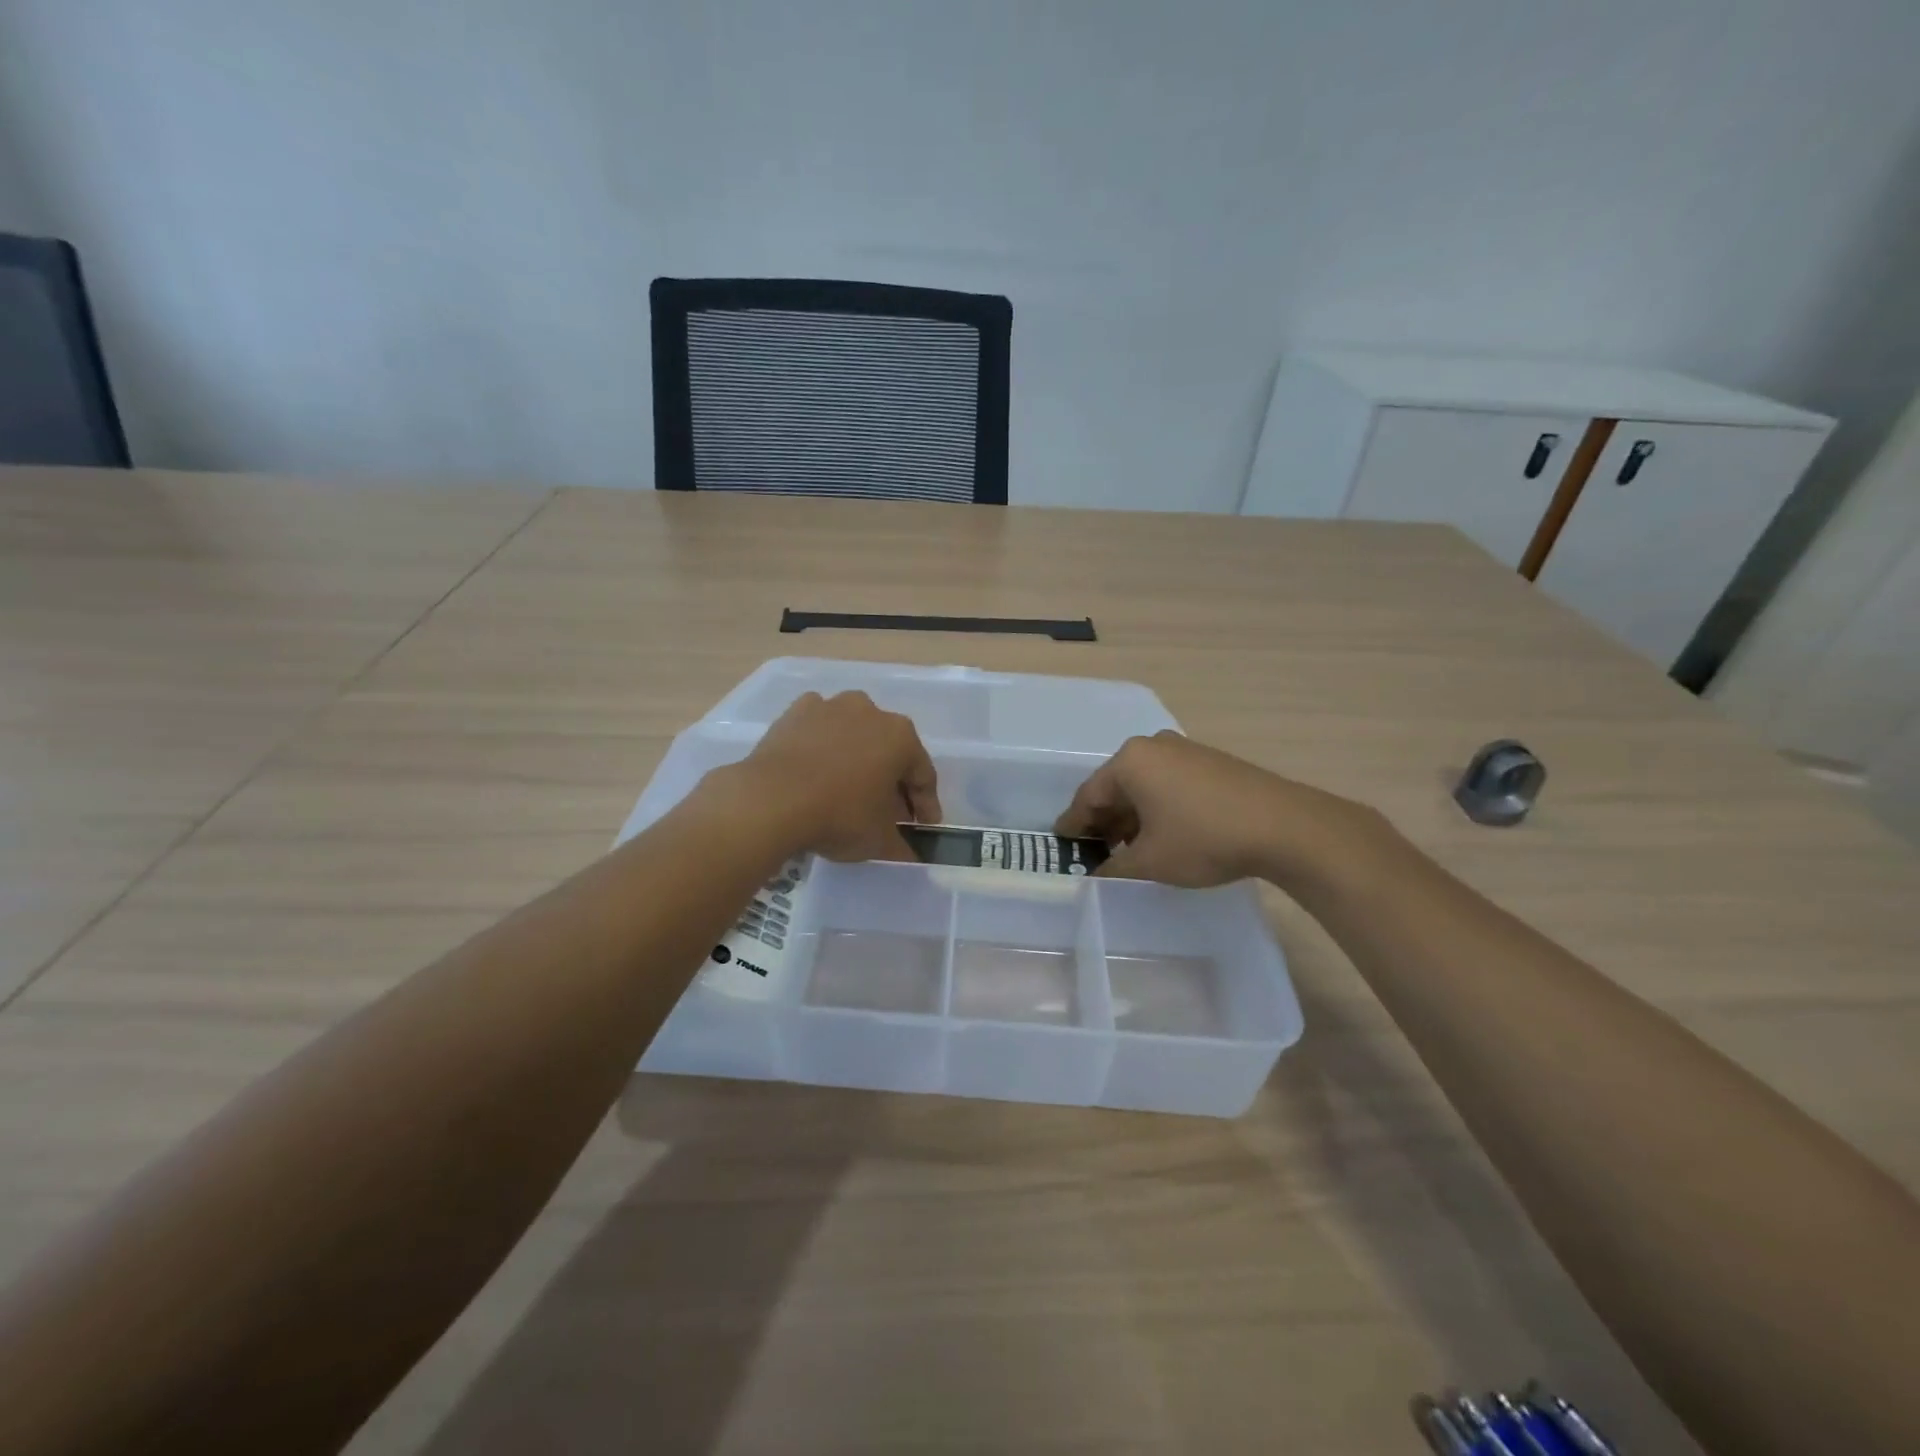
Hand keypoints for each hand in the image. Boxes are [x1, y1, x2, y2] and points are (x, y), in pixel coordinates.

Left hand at [728, 691, 941, 861]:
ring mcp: (830, 707)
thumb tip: (908, 855)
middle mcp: (870, 711)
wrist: (771, 799)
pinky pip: (818, 731)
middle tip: (887, 812)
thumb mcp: (878, 841)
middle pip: (889, 751)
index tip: (923, 827)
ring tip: (848, 790)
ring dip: (856, 759)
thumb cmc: (839, 815)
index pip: (923, 775)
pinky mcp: (794, 712)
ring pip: (853, 735)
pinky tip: (815, 771)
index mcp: (901, 737)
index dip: (926, 805)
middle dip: (891, 781)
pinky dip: (821, 747)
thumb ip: (900, 847)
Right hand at [1055, 730, 1384, 887]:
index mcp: (1130, 762)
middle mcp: (1154, 746)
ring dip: (1132, 817)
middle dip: (1105, 821)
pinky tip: (1163, 834)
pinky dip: (1158, 808)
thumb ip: (1113, 869)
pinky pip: (1170, 784)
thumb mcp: (1150, 862)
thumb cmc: (1203, 839)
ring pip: (1144, 786)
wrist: (1284, 827)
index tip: (1064, 845)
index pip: (1089, 796)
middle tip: (1096, 852)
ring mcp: (1186, 750)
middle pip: (1116, 787)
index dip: (1074, 825)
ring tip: (1129, 850)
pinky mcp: (1211, 762)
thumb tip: (1095, 876)